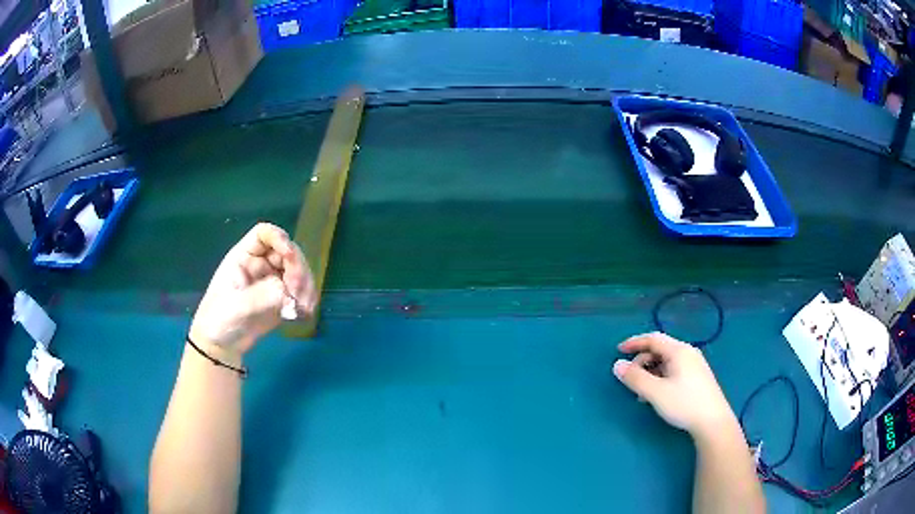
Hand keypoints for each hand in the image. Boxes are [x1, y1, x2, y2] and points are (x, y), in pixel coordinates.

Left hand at [189, 223, 316, 359]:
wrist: (221, 346)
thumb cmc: (219, 320)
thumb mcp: (237, 306)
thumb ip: (262, 296)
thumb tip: (288, 293)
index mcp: (244, 257)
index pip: (264, 234)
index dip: (278, 238)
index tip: (289, 255)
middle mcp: (260, 264)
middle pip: (287, 252)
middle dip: (298, 269)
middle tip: (298, 294)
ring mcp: (272, 281)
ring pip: (298, 271)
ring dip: (306, 286)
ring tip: (303, 308)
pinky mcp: (282, 298)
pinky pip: (301, 290)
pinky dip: (307, 298)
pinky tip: (305, 312)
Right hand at [613, 332, 735, 437]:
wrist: (713, 422)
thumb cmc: (684, 404)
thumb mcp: (655, 392)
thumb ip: (635, 378)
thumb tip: (617, 365)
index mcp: (679, 351)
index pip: (653, 339)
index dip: (634, 343)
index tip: (618, 350)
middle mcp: (688, 353)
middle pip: (660, 349)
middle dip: (641, 361)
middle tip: (629, 379)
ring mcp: (694, 365)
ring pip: (666, 361)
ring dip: (650, 372)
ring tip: (642, 392)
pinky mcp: (697, 377)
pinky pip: (674, 370)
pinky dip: (660, 377)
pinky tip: (657, 395)